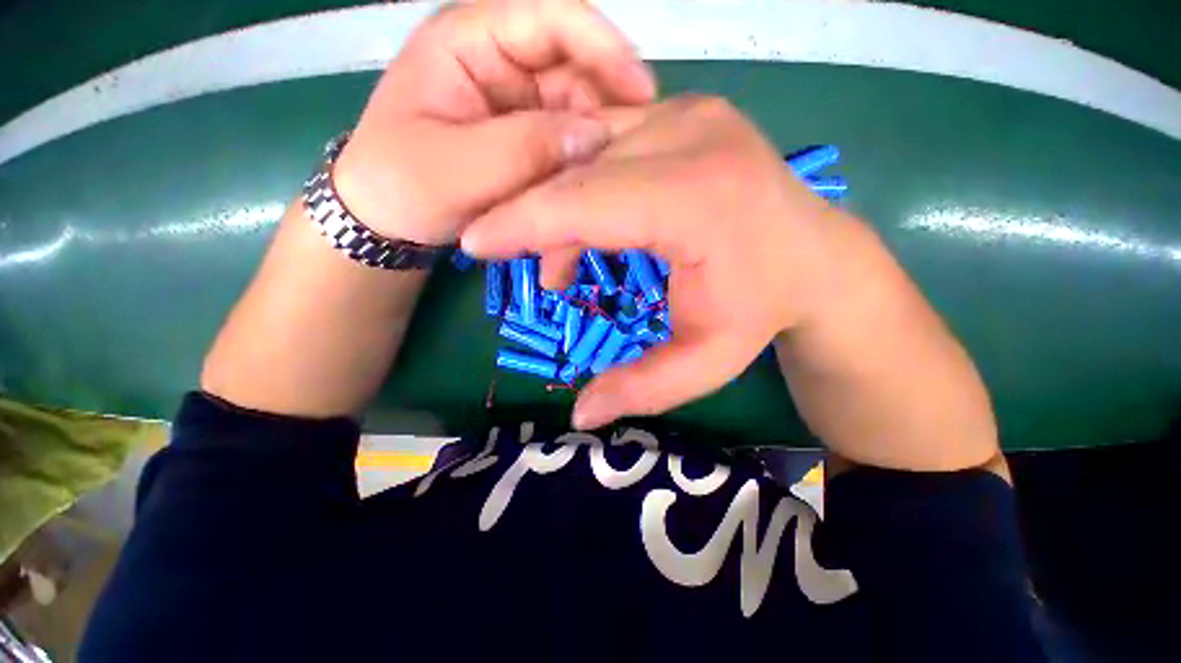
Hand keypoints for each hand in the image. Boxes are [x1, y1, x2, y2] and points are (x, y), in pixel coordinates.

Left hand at [333, 0, 656, 244]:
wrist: (390, 221)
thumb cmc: (403, 186)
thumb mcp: (457, 169)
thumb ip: (524, 149)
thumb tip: (596, 136)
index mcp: (470, 40)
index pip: (550, 16)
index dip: (602, 45)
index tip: (642, 89)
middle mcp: (501, 61)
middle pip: (574, 68)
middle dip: (606, 109)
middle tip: (632, 155)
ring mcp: (517, 102)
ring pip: (577, 110)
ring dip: (597, 144)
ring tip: (612, 180)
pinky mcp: (526, 138)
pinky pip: (567, 143)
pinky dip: (582, 165)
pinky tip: (590, 188)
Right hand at [460, 96, 867, 428]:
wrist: (815, 256)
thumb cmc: (762, 309)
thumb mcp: (706, 361)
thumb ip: (643, 389)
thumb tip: (579, 415)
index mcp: (699, 198)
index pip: (587, 202)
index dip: (522, 222)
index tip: (475, 243)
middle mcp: (693, 136)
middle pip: (578, 171)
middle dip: (532, 216)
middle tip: (503, 253)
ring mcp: (690, 112)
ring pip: (586, 152)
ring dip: (560, 207)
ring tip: (560, 264)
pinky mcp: (685, 110)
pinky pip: (607, 141)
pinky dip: (584, 184)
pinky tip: (589, 228)